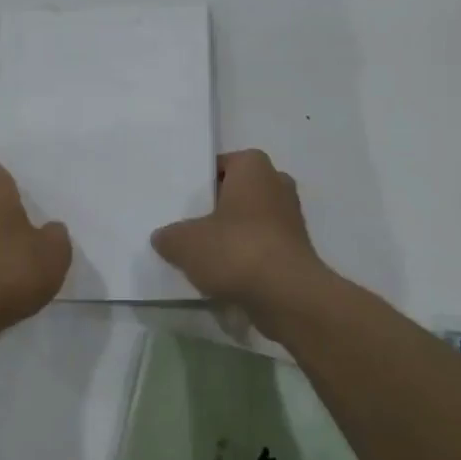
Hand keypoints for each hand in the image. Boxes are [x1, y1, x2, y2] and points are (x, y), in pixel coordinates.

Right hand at [152, 150, 322, 318]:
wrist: (286, 295)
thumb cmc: (235, 249)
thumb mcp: (184, 242)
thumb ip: (169, 236)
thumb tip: (163, 238)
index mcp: (253, 167)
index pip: (222, 164)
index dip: (201, 182)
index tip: (183, 201)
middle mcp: (278, 184)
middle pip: (238, 193)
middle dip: (218, 208)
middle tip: (190, 226)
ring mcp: (292, 219)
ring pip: (252, 221)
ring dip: (233, 235)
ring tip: (204, 255)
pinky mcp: (297, 251)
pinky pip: (263, 246)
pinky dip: (247, 257)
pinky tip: (225, 275)